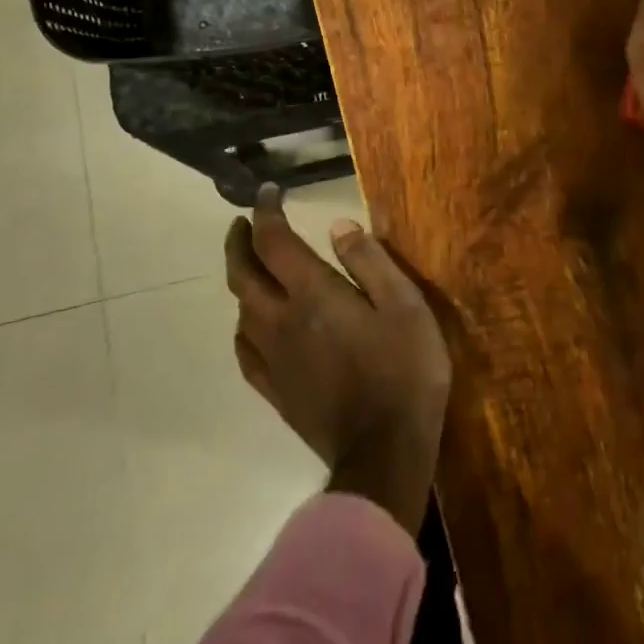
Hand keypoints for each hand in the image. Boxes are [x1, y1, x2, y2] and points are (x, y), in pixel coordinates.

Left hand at [225, 186, 450, 533]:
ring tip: (252, 265)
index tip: (268, 192)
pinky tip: (251, 325)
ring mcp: (274, 359)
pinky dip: (242, 326)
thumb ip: (370, 261)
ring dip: (240, 279)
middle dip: (239, 242)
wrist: (385, 451)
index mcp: (313, 295)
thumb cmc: (404, 369)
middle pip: (243, 274)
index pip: (274, 242)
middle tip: (243, 222)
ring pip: (240, 310)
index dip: (266, 212)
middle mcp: (282, 321)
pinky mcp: (276, 391)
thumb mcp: (404, 304)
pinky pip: (245, 350)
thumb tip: (338, 226)